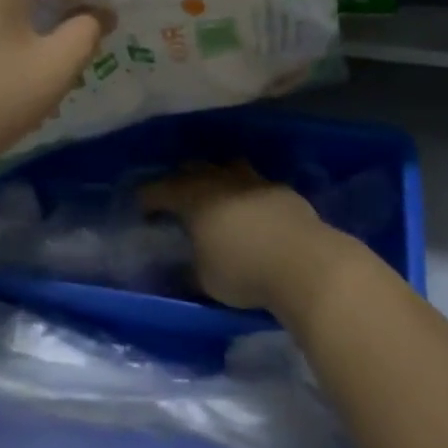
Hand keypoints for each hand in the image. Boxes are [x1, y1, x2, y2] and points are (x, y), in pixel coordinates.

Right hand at [141, 163, 344, 316]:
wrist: (306, 264)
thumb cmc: (244, 272)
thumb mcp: (204, 280)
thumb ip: (186, 271)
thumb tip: (176, 270)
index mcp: (194, 199)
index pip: (161, 190)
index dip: (148, 197)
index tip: (142, 206)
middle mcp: (221, 182)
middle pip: (194, 169)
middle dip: (180, 180)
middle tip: (176, 197)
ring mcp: (254, 182)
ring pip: (228, 167)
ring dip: (217, 177)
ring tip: (215, 193)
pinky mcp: (282, 191)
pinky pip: (256, 183)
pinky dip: (246, 192)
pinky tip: (250, 208)